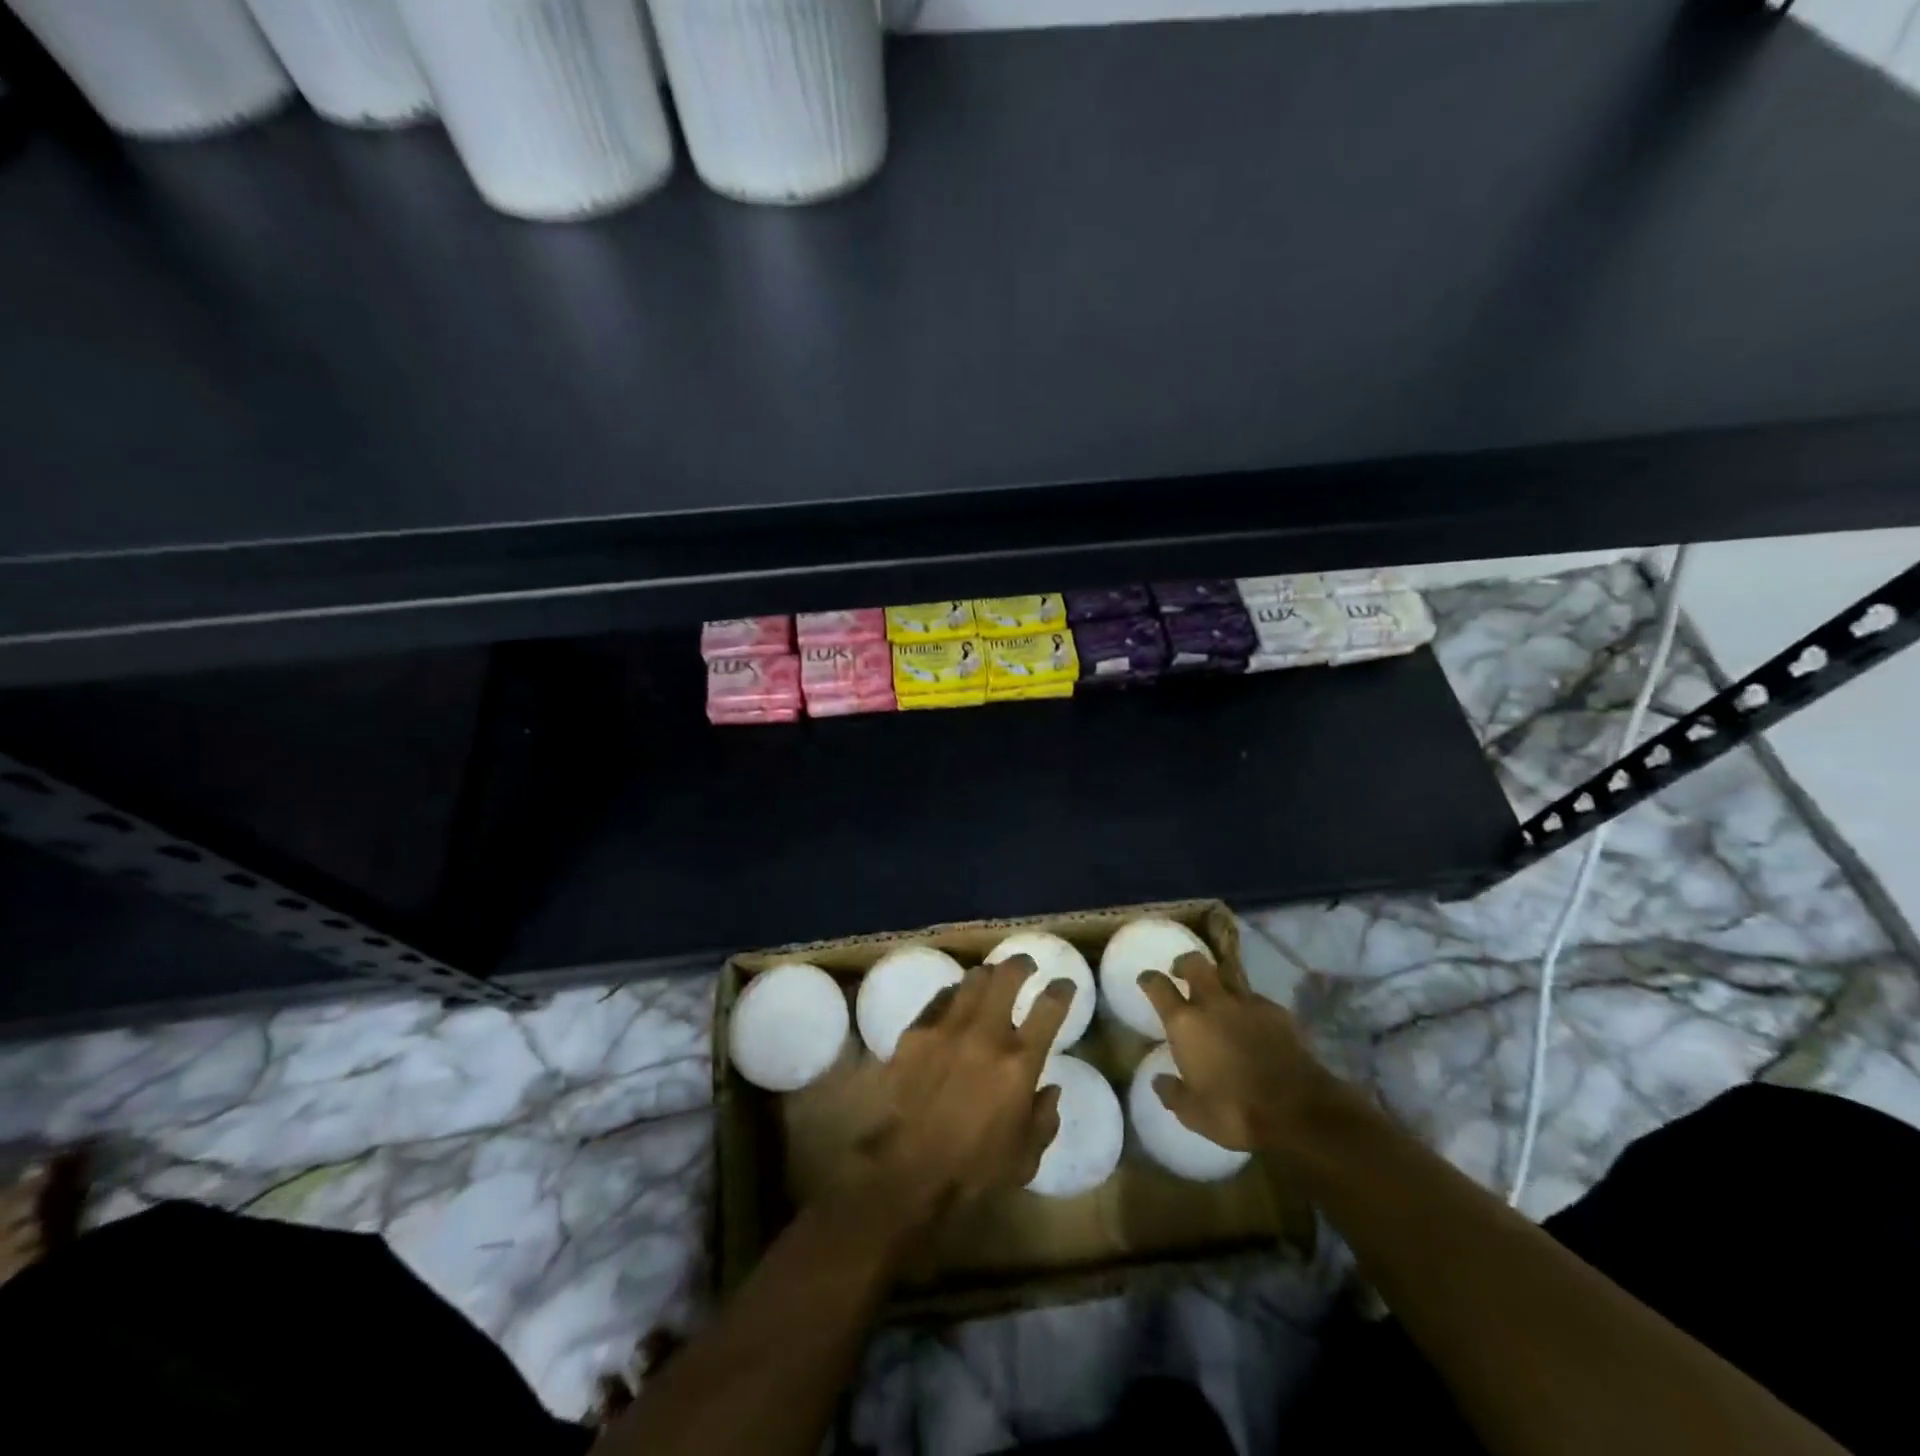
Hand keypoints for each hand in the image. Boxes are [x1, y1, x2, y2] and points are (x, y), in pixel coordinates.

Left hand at [859, 955, 1072, 1220]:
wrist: (905, 1173)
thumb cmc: (972, 1172)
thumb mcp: (1025, 1158)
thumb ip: (1043, 1119)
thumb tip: (1050, 1089)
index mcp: (1019, 1063)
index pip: (1049, 1008)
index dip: (1062, 990)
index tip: (1065, 984)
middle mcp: (985, 1034)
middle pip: (1007, 977)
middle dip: (1020, 965)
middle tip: (1025, 966)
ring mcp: (946, 1029)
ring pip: (971, 981)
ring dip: (986, 976)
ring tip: (990, 979)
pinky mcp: (915, 1033)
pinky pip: (939, 1000)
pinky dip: (952, 996)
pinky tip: (953, 1002)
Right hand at [1137, 952, 1339, 1152]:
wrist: (1298, 1109)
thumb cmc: (1235, 1110)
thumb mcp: (1193, 1113)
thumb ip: (1172, 1093)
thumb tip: (1159, 1081)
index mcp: (1185, 1023)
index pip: (1158, 986)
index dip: (1149, 979)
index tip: (1146, 979)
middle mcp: (1213, 1003)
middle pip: (1194, 963)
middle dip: (1184, 964)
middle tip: (1181, 973)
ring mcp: (1248, 1003)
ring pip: (1228, 976)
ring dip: (1218, 982)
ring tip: (1219, 998)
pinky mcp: (1277, 1012)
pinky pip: (1255, 999)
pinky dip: (1248, 1006)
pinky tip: (1252, 1023)